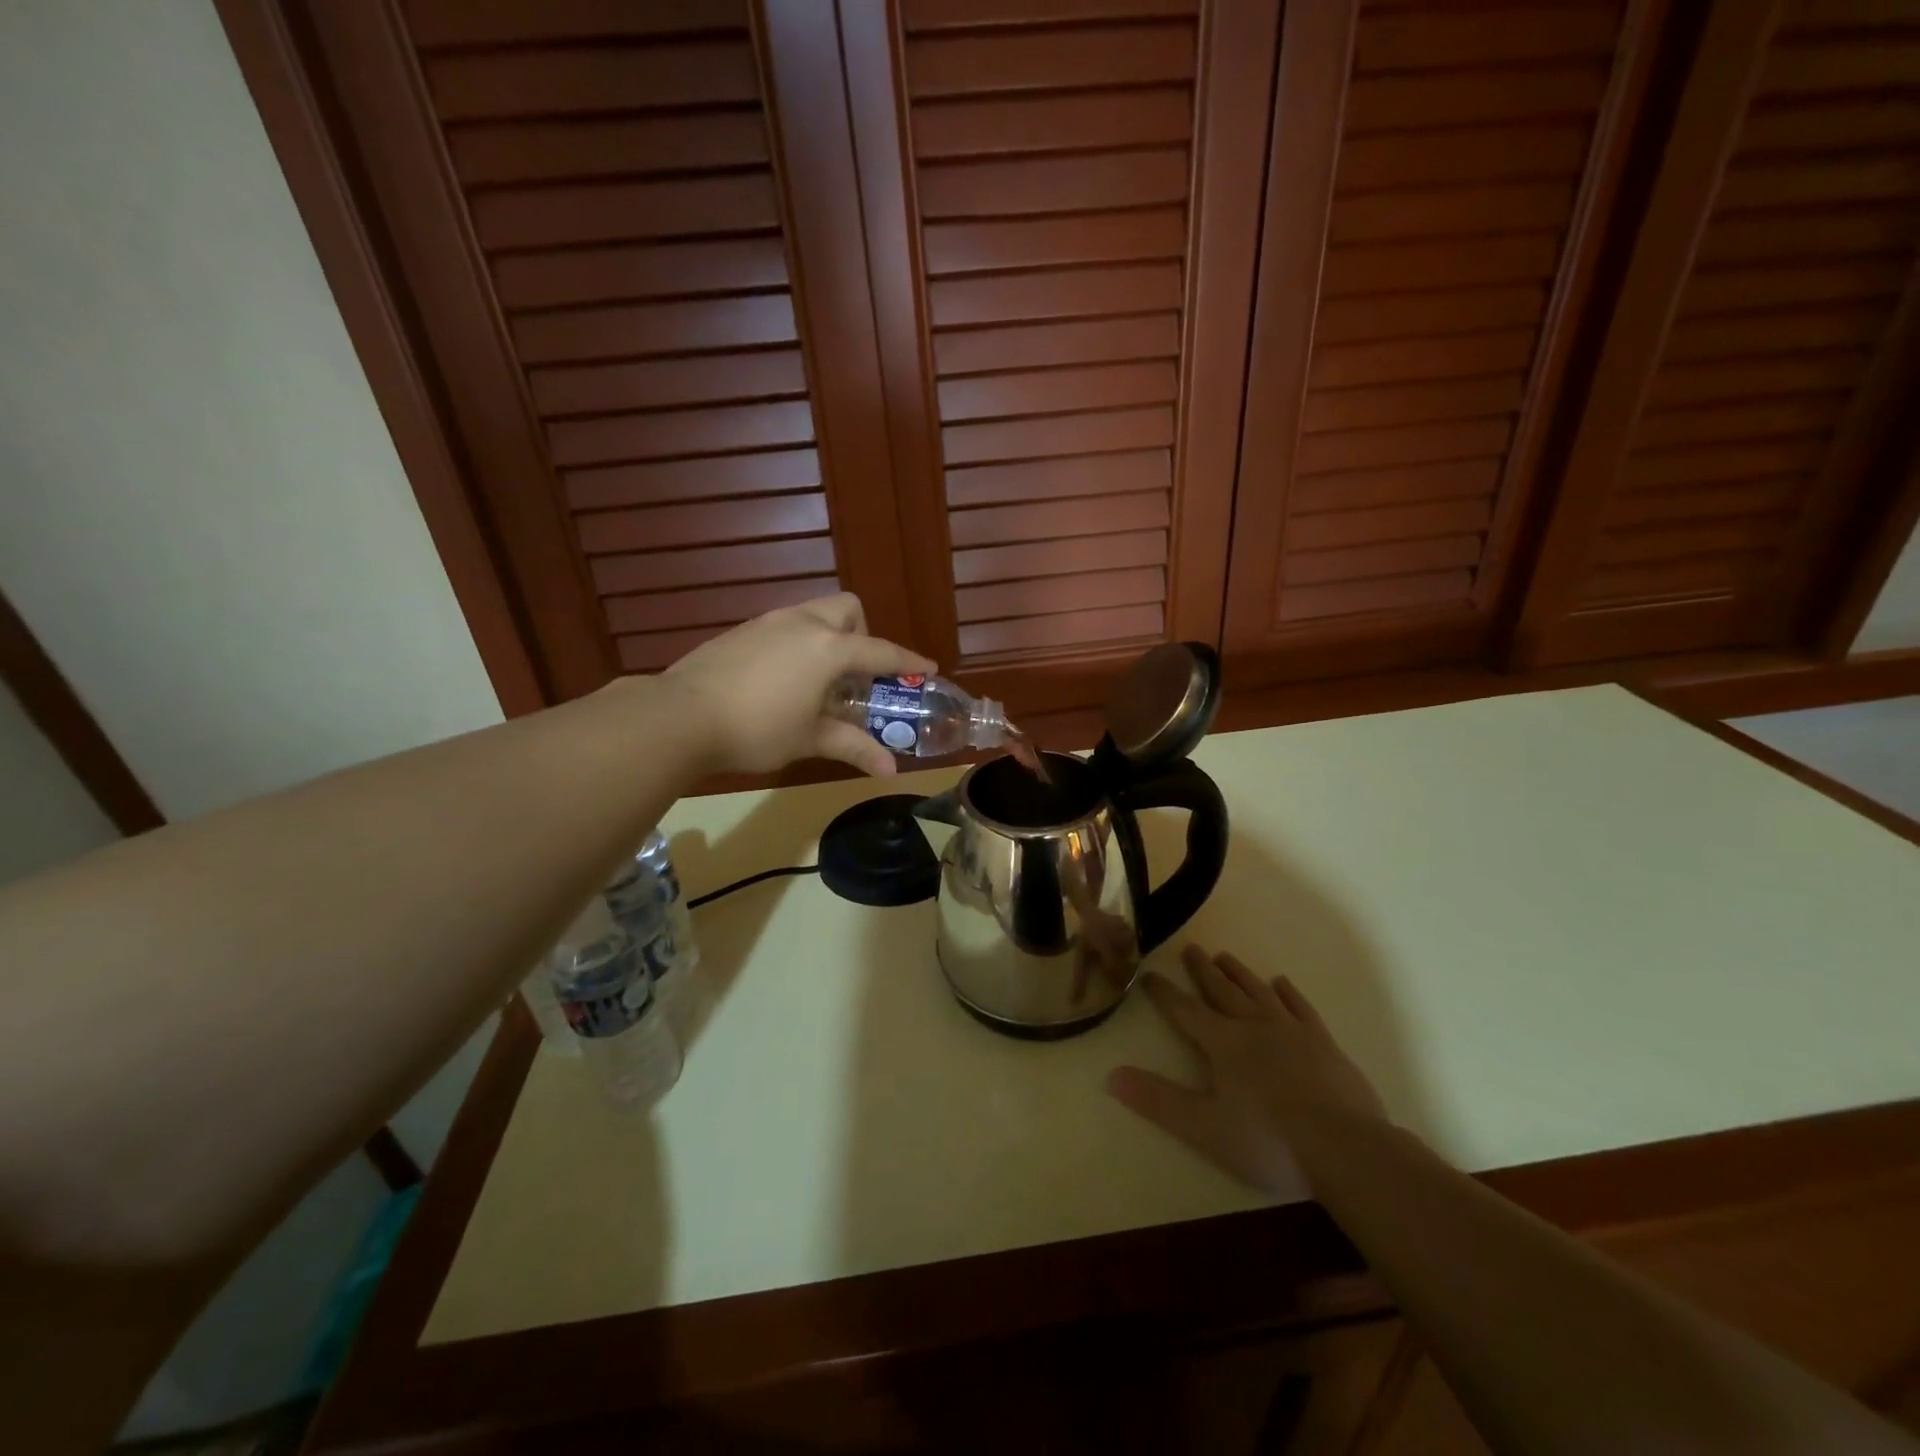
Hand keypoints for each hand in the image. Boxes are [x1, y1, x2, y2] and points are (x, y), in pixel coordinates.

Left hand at [662, 594, 935, 776]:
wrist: (680, 716)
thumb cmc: (757, 729)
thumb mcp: (809, 739)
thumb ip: (853, 747)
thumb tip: (890, 769)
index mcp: (828, 648)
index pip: (880, 651)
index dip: (907, 661)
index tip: (927, 669)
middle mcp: (802, 623)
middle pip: (847, 609)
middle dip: (862, 634)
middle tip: (856, 674)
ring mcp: (767, 622)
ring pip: (812, 614)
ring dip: (828, 638)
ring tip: (820, 680)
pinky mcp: (740, 631)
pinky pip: (784, 626)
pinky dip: (797, 644)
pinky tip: (781, 680)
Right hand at [1108, 944, 1387, 1193]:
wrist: (1346, 1149)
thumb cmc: (1269, 1141)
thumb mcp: (1203, 1127)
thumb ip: (1158, 1100)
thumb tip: (1111, 1075)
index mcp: (1223, 1043)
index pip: (1185, 1011)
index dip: (1164, 993)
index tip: (1148, 974)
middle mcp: (1253, 1026)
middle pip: (1222, 991)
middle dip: (1202, 971)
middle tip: (1190, 948)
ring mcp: (1292, 1031)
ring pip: (1258, 992)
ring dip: (1238, 974)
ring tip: (1224, 956)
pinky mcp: (1324, 1043)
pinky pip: (1300, 1008)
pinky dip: (1288, 993)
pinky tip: (1281, 983)